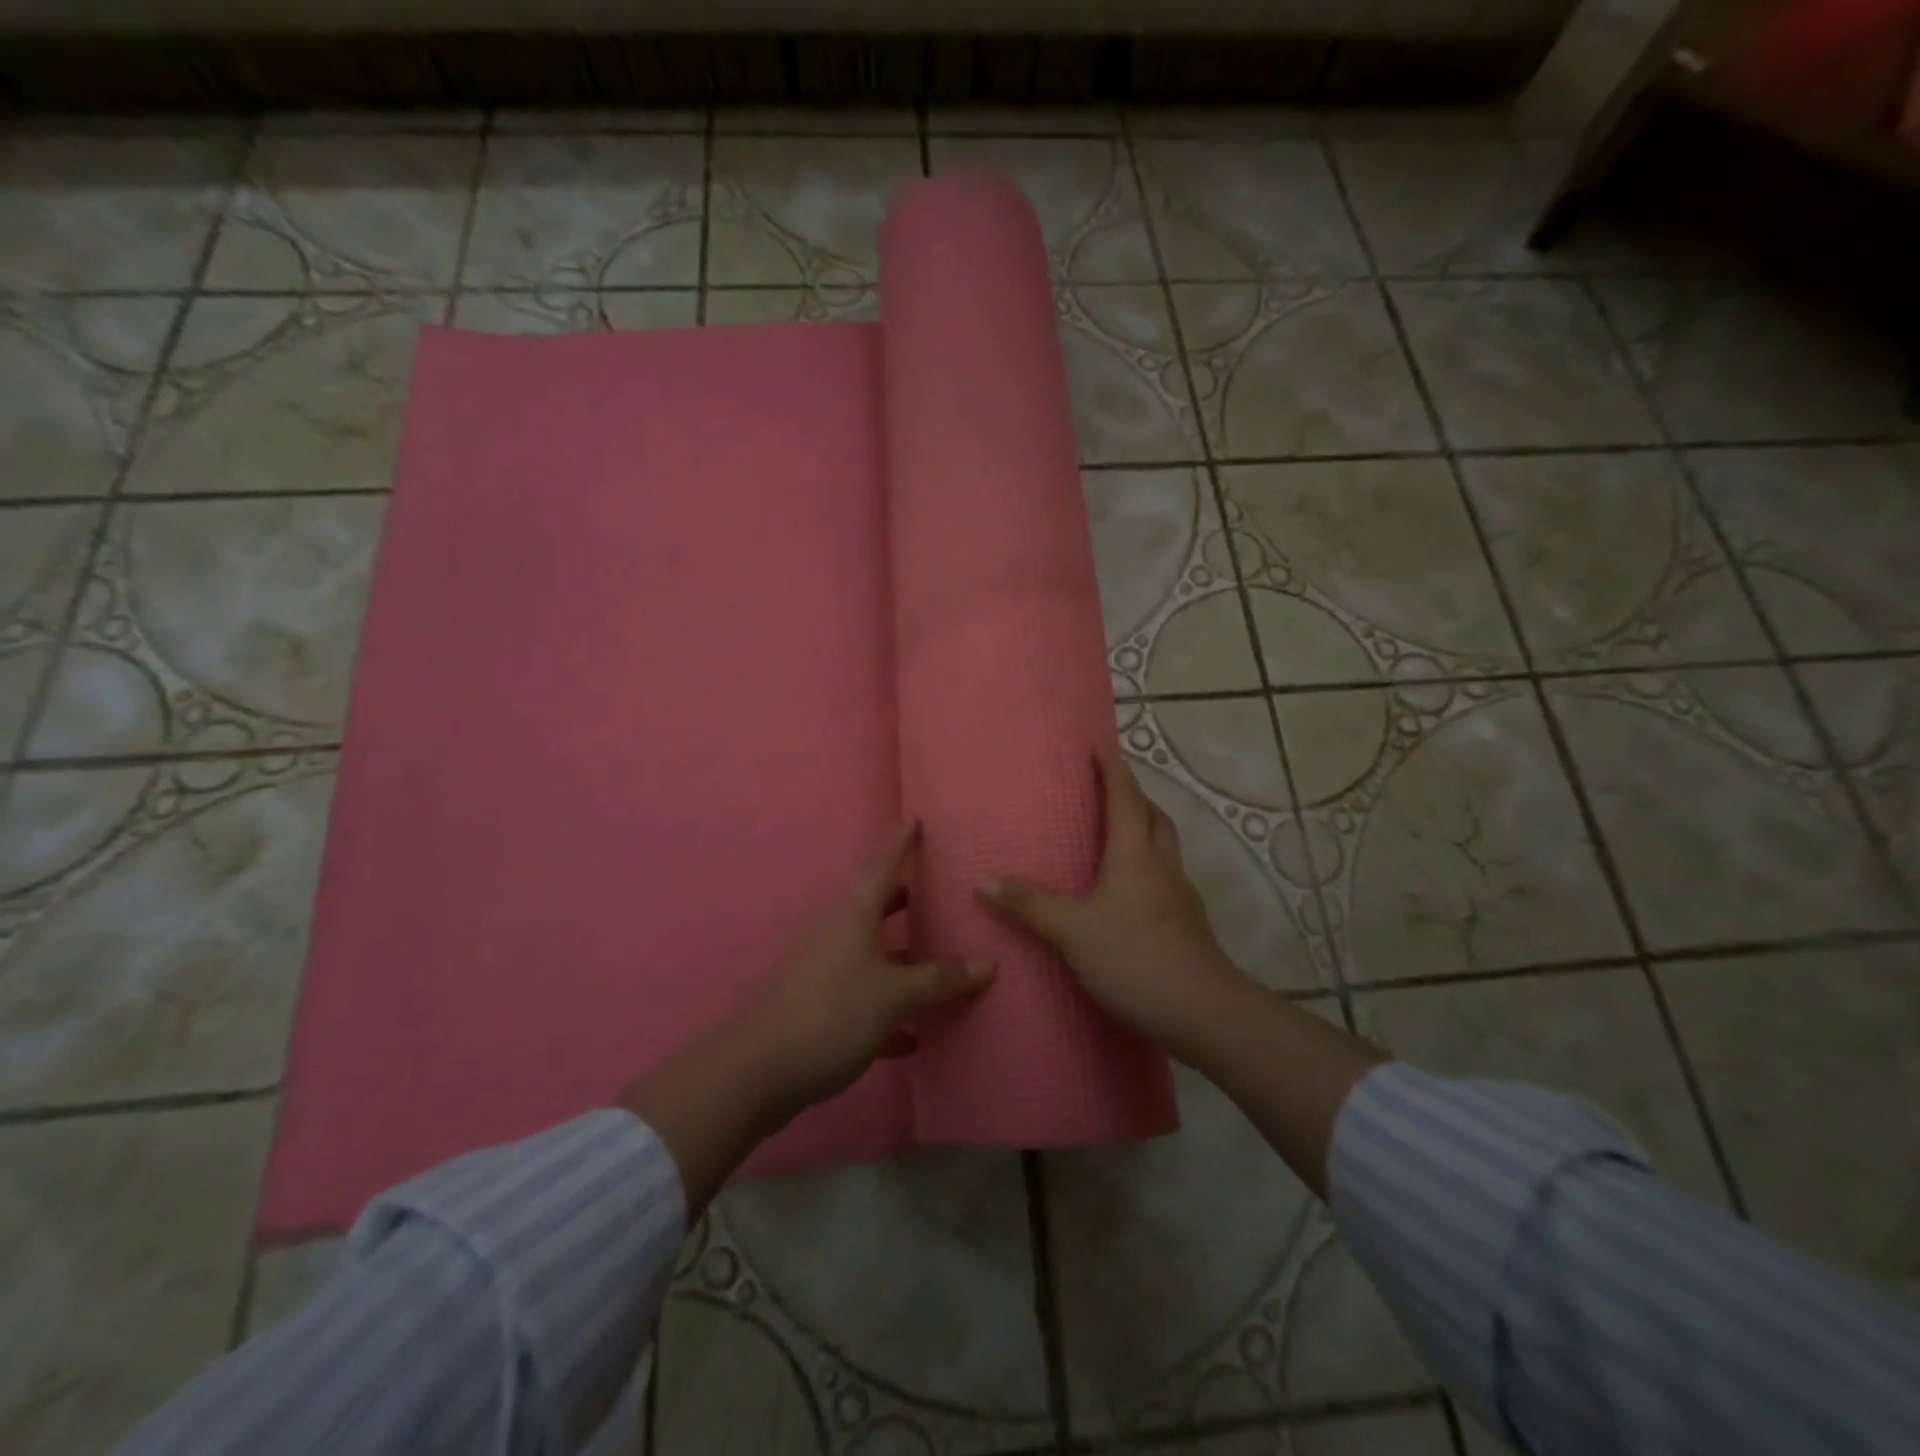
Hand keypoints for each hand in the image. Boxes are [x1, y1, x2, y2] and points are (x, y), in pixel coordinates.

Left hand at [738, 821, 995, 1112]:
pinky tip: (915, 1037)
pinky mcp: (816, 1011)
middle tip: (936, 889)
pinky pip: (862, 1001)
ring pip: (870, 955)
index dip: (899, 842)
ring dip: (901, 957)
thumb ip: (940, 979)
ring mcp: (822, 973)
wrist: (755, 1074)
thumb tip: (989, 961)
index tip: (915, 819)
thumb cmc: (830, 1015)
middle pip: (874, 906)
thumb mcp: (894, 995)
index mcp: (852, 916)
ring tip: (938, 957)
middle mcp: (836, 935)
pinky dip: (888, 1012)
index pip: (881, 866)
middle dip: (904, 898)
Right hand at [977, 751, 1252, 1064]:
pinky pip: (1166, 879)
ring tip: (1120, 835)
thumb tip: (984, 880)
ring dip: (1147, 830)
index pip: (1125, 799)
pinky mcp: (1188, 924)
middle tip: (1110, 790)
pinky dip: (1150, 867)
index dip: (1113, 771)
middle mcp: (1162, 867)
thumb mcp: (1073, 932)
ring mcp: (1180, 896)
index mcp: (1135, 856)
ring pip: (1165, 848)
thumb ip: (1030, 905)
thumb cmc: (1135, 959)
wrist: (1204, 1013)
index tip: (1100, 747)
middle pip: (1155, 818)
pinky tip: (1131, 892)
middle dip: (1135, 797)